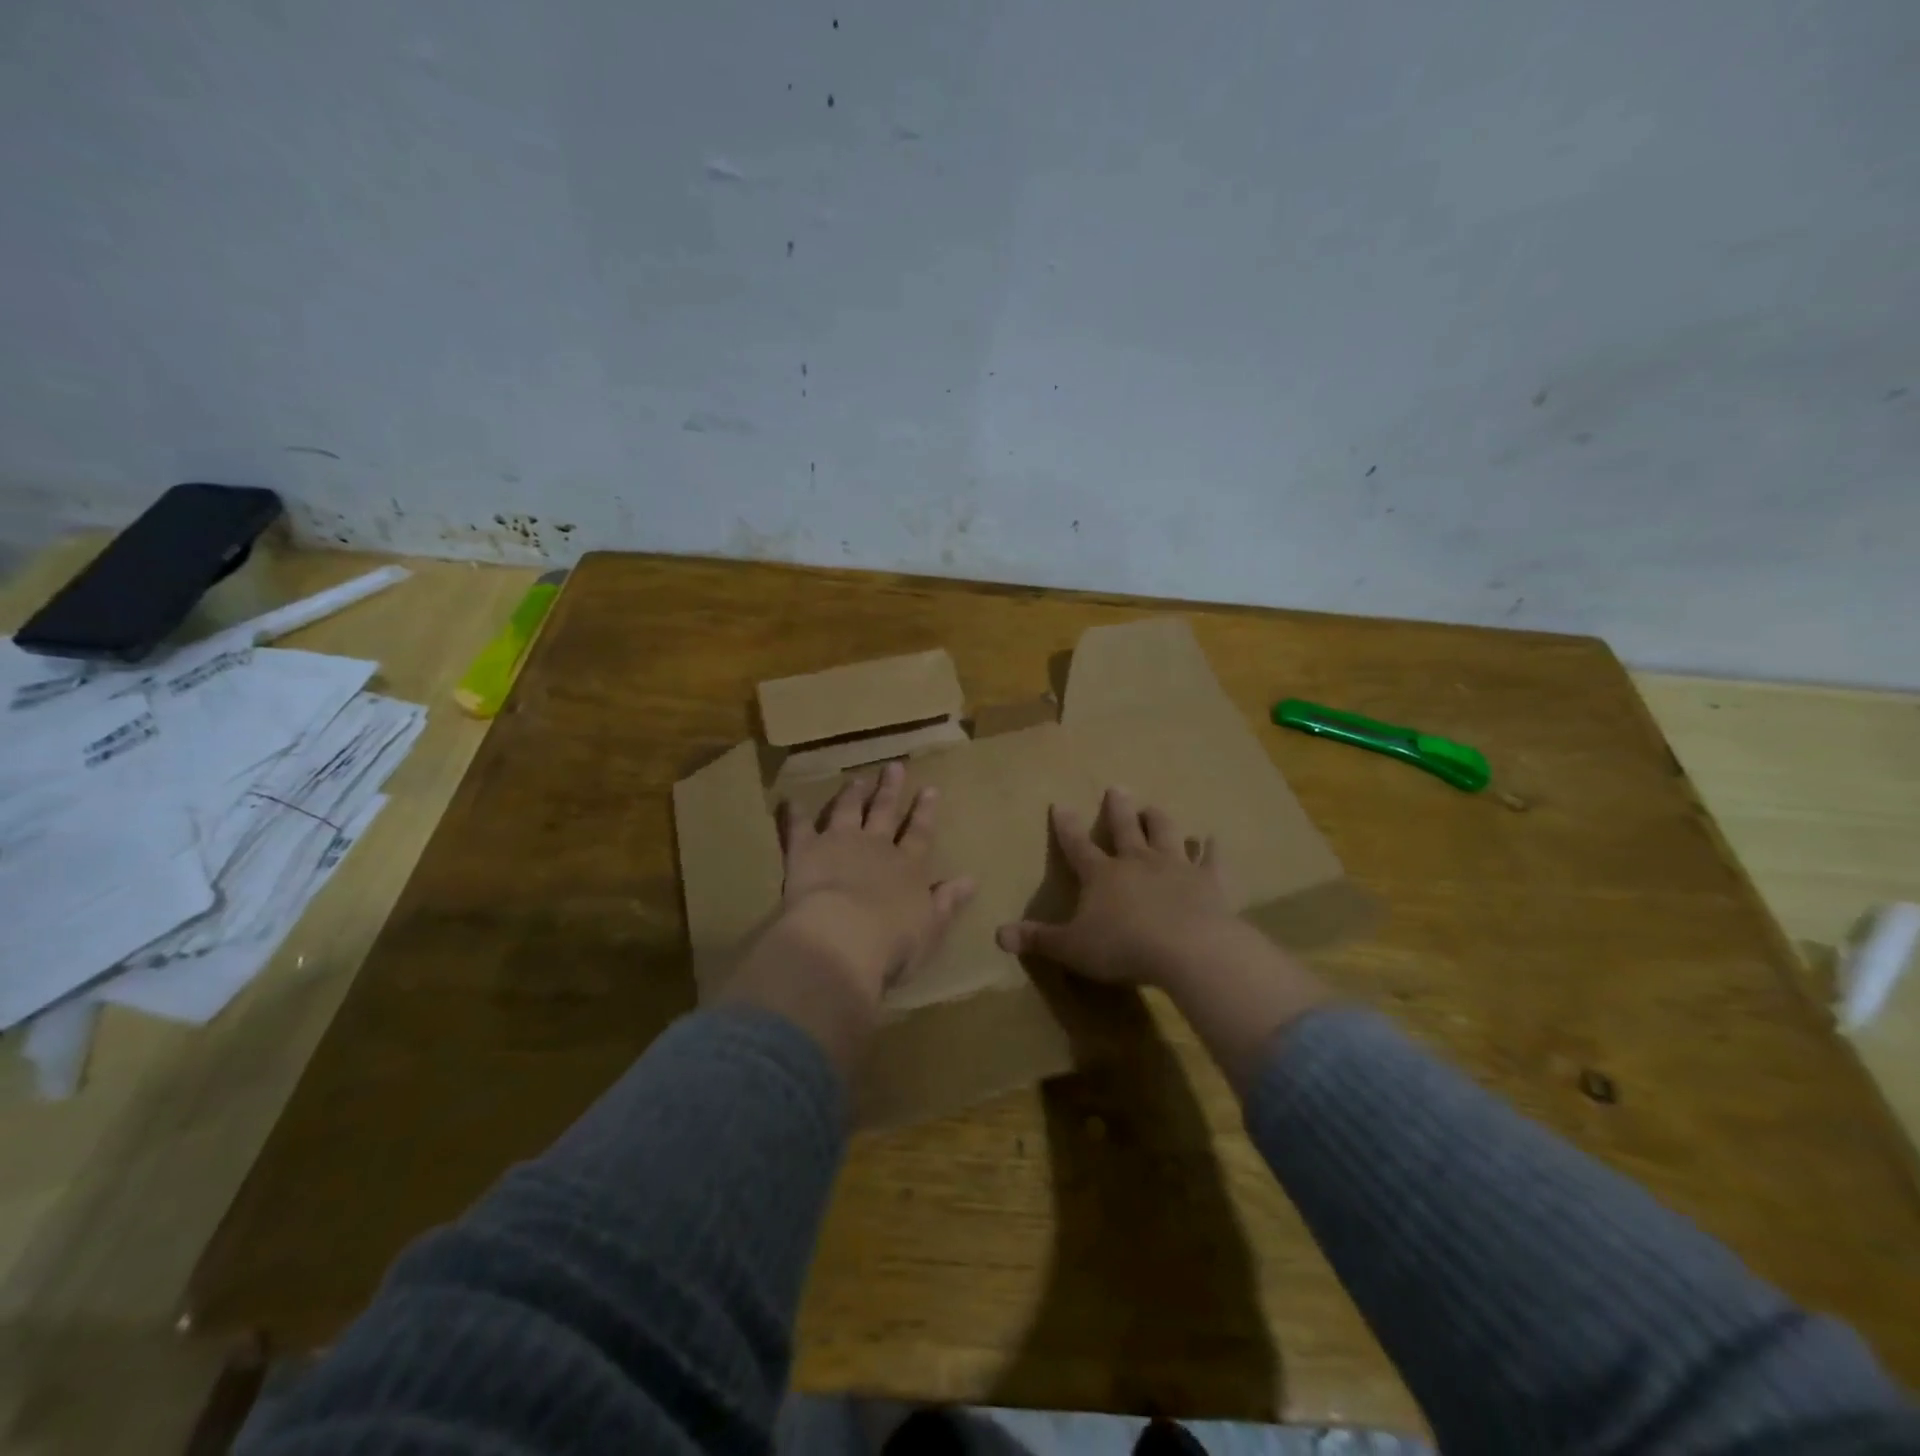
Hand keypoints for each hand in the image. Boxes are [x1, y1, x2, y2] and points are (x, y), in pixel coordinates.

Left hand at [721, 762, 973, 1071]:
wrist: (843, 938)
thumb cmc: (892, 943)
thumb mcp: (930, 927)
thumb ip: (947, 902)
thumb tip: (971, 880)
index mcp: (908, 868)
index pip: (920, 834)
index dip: (925, 812)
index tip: (930, 788)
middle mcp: (876, 848)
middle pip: (885, 813)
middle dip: (890, 790)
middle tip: (894, 766)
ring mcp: (840, 844)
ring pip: (847, 811)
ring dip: (852, 794)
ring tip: (856, 779)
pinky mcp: (806, 851)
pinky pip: (798, 828)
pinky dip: (794, 814)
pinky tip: (790, 800)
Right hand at [995, 786, 1238, 987]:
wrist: (1188, 950)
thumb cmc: (1123, 947)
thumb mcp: (1071, 948)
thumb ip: (1038, 939)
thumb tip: (998, 935)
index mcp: (1102, 875)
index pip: (1077, 845)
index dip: (1067, 826)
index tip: (1060, 804)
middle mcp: (1137, 861)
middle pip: (1125, 828)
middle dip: (1118, 808)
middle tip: (1117, 788)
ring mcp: (1175, 867)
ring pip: (1165, 833)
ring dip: (1158, 819)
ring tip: (1153, 807)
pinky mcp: (1208, 881)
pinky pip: (1210, 860)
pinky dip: (1211, 849)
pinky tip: (1214, 839)